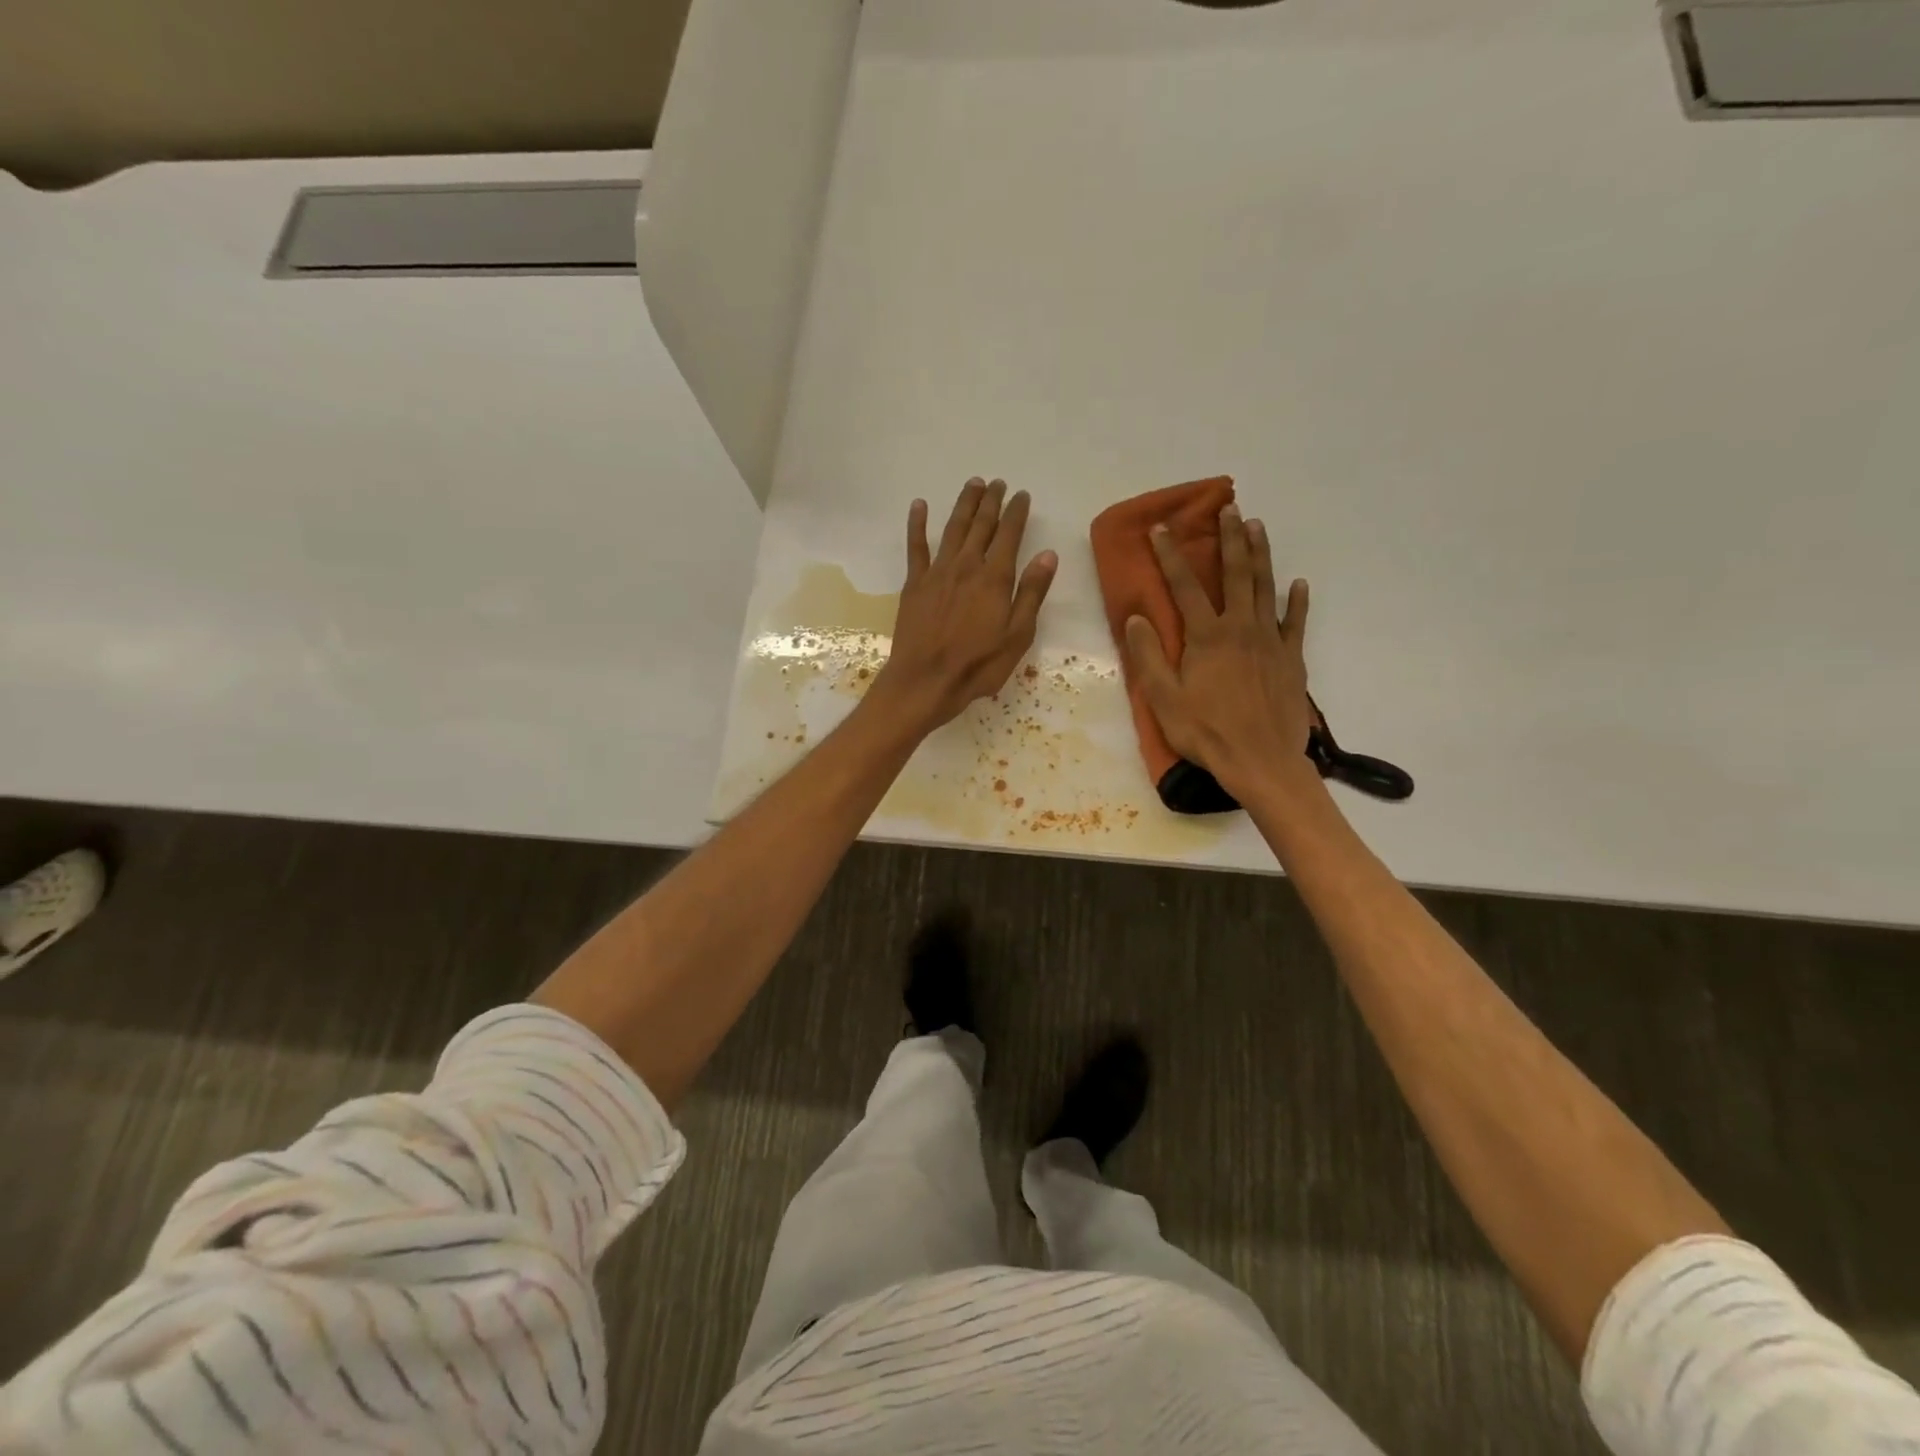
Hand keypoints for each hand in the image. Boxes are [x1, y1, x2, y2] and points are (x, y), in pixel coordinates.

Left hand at [871, 478, 1058, 731]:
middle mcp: (967, 566)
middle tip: (998, 483)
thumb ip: (1031, 593)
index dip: (1017, 512)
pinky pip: (916, 547)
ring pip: (953, 528)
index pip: (1009, 535)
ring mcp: (937, 572)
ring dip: (964, 504)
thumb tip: (1048, 555)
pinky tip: (920, 505)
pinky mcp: (914, 584)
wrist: (926, 680)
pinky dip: (917, 524)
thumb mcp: (1017, 635)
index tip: (1022, 495)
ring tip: (973, 485)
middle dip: (991, 501)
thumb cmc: (978, 665)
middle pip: (981, 525)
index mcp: (995, 578)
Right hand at [1124, 505, 1318, 802]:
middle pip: (1235, 574)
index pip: (1184, 586)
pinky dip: (1298, 601)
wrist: (1261, 762)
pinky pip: (1296, 622)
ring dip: (1260, 555)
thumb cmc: (1206, 732)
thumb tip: (1136, 618)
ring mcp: (1271, 641)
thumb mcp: (1164, 699)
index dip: (1170, 555)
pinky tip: (1299, 584)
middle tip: (1229, 508)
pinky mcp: (1292, 659)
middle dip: (1229, 539)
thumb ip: (1149, 656)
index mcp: (1207, 637)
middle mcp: (1241, 628)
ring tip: (1257, 526)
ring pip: (1266, 588)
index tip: (1161, 529)